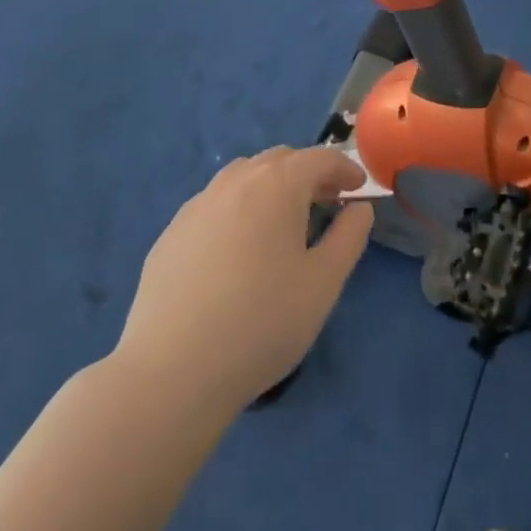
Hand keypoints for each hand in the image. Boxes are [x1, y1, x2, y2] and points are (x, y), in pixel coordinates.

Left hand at [116, 146, 374, 407]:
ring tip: (281, 220)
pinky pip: (215, 204)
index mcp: (278, 184)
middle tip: (326, 202)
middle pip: (281, 159)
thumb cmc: (262, 322)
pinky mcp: (172, 232)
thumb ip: (349, 236)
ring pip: (243, 176)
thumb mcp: (324, 282)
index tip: (359, 189)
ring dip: (270, 185)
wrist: (172, 371)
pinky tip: (237, 249)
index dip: (345, 169)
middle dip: (308, 173)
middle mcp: (237, 180)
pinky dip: (237, 209)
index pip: (320, 159)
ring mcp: (198, 204)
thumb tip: (358, 208)